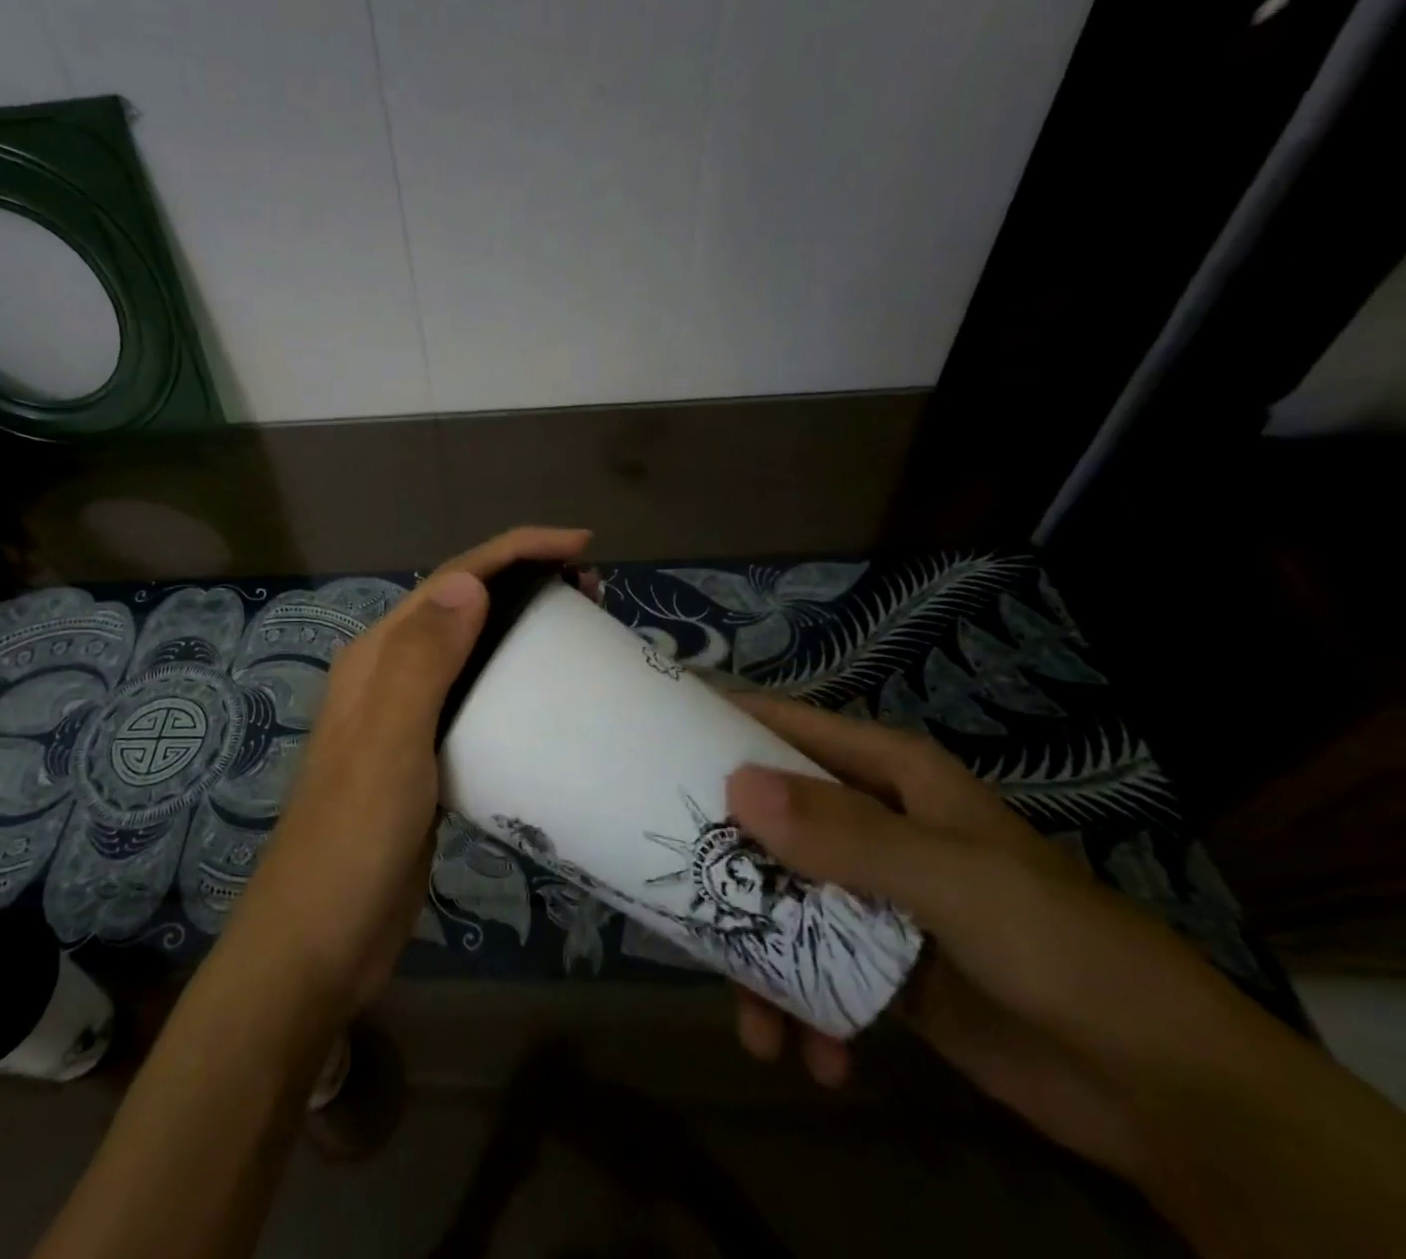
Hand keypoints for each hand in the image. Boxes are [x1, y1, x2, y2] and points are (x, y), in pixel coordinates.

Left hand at [225, 526, 591, 1016]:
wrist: (319, 939)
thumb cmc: (353, 837)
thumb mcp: (389, 742)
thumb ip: (422, 660)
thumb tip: (470, 583)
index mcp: (377, 657)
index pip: (450, 581)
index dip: (513, 552)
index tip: (580, 547)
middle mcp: (389, 676)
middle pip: (463, 608)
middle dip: (524, 584)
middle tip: (593, 593)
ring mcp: (407, 719)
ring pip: (471, 654)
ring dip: (520, 632)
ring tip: (581, 633)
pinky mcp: (426, 760)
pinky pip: (476, 703)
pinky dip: (512, 685)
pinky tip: (547, 700)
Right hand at [722, 694, 1296, 1176]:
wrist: (1163, 1092)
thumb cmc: (1060, 947)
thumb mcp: (952, 881)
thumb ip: (846, 836)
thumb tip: (735, 787)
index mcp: (888, 777)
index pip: (787, 727)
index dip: (722, 723)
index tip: (652, 738)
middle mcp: (870, 822)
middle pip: (768, 816)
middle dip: (721, 854)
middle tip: (667, 883)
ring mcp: (869, 894)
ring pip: (779, 897)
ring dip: (756, 954)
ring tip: (750, 1018)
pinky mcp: (875, 961)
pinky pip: (809, 965)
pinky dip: (801, 1008)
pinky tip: (813, 1056)